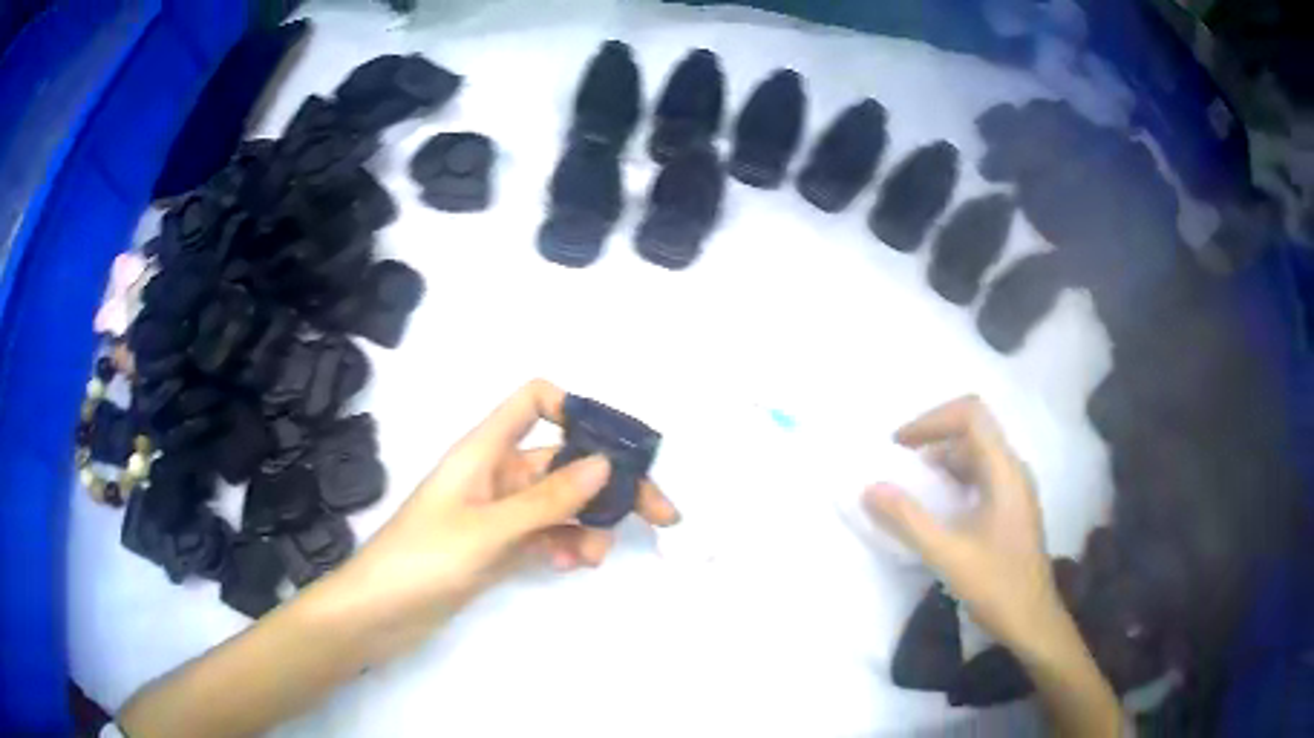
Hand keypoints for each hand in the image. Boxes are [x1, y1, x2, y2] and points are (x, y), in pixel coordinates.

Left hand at [319, 379, 679, 661]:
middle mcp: (497, 474)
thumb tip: (605, 463)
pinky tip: (569, 566)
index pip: (534, 401)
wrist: (379, 614)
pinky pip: (546, 535)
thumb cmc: (423, 559)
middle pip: (564, 462)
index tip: (614, 447)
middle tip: (660, 513)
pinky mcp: (499, 547)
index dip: (574, 410)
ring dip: (586, 524)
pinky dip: (564, 546)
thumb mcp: (488, 529)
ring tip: (593, 556)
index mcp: (485, 450)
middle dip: (609, 484)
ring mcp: (499, 513)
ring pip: (560, 504)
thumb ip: (547, 499)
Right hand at [863, 396, 1059, 650]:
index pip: (971, 414)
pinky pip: (979, 479)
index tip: (899, 447)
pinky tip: (935, 513)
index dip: (932, 420)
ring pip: (975, 456)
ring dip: (940, 463)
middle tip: (898, 468)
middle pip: (972, 431)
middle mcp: (1013, 471)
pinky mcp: (1011, 510)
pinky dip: (952, 483)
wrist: (1032, 622)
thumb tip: (869, 488)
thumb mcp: (948, 554)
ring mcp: (1014, 490)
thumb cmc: (996, 586)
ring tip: (910, 490)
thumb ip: (908, 520)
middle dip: (932, 440)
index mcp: (1004, 471)